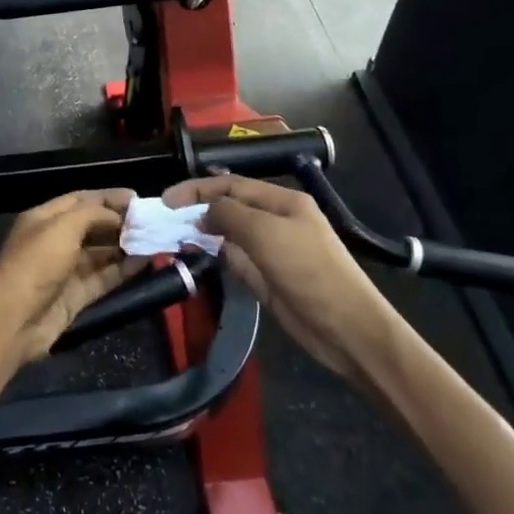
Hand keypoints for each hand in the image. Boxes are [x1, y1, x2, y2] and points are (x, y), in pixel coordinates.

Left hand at [0, 190, 135, 369]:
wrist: (14, 320)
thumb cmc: (36, 264)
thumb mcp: (62, 228)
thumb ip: (92, 214)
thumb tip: (118, 216)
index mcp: (44, 218)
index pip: (80, 199)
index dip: (108, 197)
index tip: (137, 198)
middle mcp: (55, 240)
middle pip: (92, 225)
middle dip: (120, 221)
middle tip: (151, 221)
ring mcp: (66, 269)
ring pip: (101, 252)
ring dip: (125, 245)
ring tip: (154, 240)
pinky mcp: (77, 295)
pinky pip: (104, 277)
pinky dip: (124, 269)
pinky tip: (146, 262)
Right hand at [164, 174, 404, 380]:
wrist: (347, 328)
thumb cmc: (308, 270)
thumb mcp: (265, 232)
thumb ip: (229, 214)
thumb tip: (204, 212)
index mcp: (282, 201)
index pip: (231, 184)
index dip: (197, 189)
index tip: (166, 200)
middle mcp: (276, 220)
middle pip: (229, 206)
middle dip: (198, 208)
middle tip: (166, 219)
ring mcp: (272, 249)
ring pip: (229, 233)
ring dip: (204, 231)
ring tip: (173, 235)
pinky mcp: (267, 277)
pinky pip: (235, 258)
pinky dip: (215, 254)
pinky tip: (196, 254)